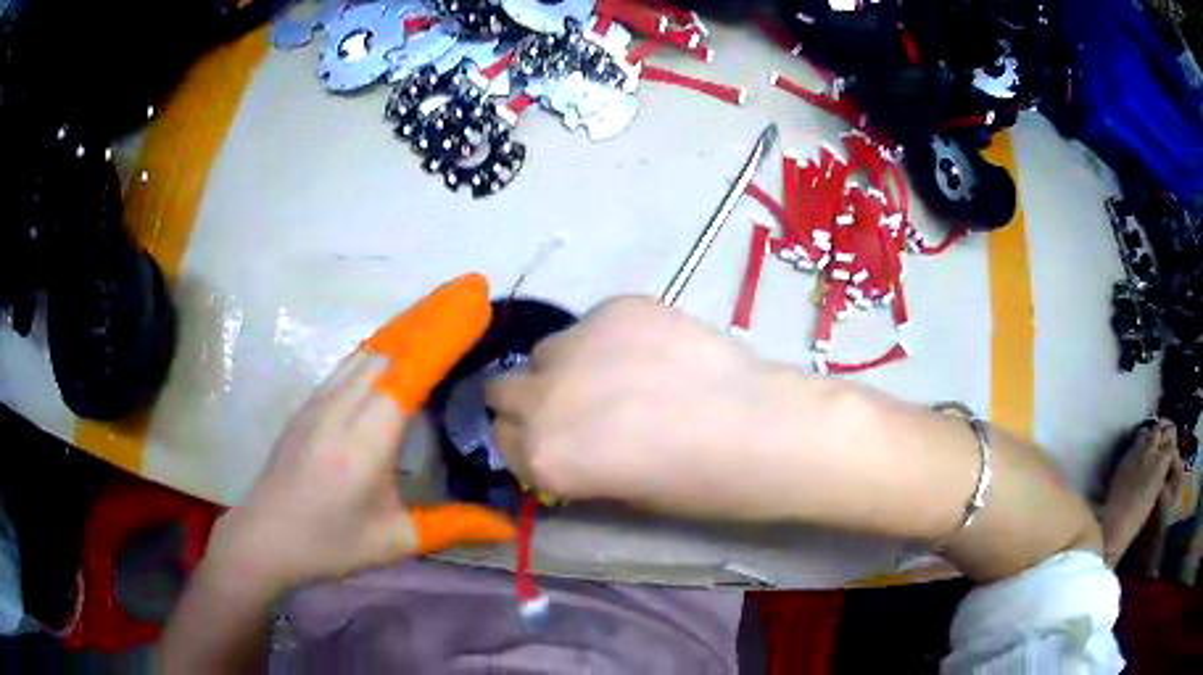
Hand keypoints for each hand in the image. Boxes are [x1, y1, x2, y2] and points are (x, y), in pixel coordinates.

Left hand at [203, 275, 515, 592]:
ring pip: (368, 349)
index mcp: (365, 442)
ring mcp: (320, 401)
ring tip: (440, 307)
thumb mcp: (395, 542)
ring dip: (406, 325)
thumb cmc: (330, 543)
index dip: (445, 334)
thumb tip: (507, 527)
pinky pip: (350, 361)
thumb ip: (453, 527)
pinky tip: (395, 345)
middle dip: (432, 316)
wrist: (264, 537)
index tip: (476, 305)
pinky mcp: (309, 404)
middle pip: (390, 347)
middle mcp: (341, 408)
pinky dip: (382, 343)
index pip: (410, 372)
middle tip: (469, 292)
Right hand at [485, 296, 823, 520]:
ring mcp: (578, 344)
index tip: (556, 444)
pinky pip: (591, 324)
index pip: (503, 441)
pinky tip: (652, 352)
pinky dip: (608, 340)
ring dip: (566, 367)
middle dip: (532, 402)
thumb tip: (562, 439)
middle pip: (504, 390)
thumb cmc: (701, 485)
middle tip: (578, 408)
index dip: (532, 444)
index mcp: (543, 457)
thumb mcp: (619, 493)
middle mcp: (543, 399)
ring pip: (545, 352)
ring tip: (619, 376)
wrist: (765, 430)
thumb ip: (573, 463)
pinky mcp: (617, 307)